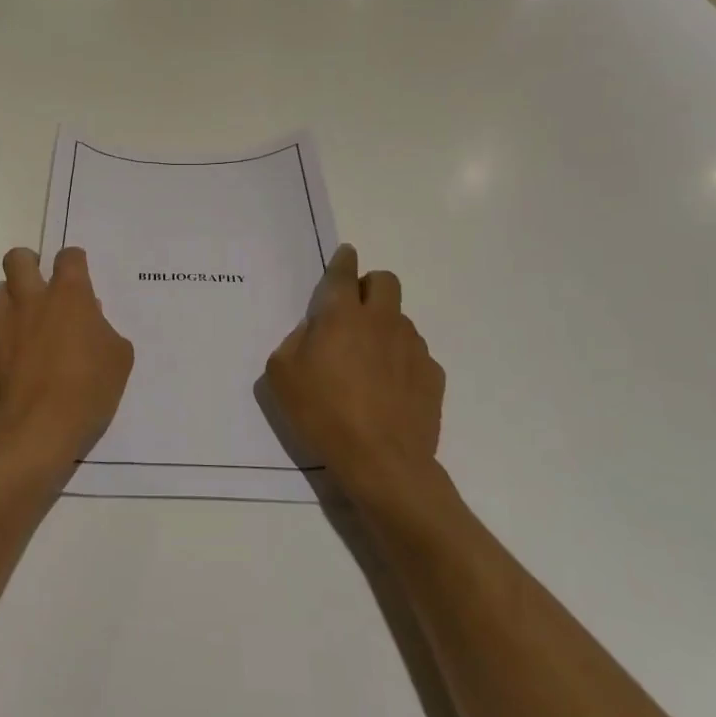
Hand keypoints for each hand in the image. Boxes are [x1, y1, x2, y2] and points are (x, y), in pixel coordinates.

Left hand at [0, 246, 133, 481]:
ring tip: (25, 321)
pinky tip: (13, 360)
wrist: (33, 433)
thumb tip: (90, 320)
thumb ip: (105, 331)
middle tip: (41, 284)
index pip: (69, 256)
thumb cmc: (86, 392)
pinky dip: (0, 337)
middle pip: (18, 258)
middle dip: (29, 262)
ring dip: (10, 298)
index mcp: (68, 295)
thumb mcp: (118, 361)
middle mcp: (30, 300)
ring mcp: (0, 324)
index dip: (74, 261)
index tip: (79, 275)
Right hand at [265, 245, 444, 504]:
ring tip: (370, 361)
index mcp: (342, 315)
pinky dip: (401, 360)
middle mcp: (382, 321)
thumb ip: (295, 342)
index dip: (343, 260)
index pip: (344, 273)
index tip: (346, 255)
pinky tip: (390, 389)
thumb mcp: (282, 376)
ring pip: (401, 318)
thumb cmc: (323, 414)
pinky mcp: (433, 374)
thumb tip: (313, 332)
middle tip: (355, 311)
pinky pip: (416, 353)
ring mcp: (412, 346)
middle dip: (371, 285)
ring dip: (385, 327)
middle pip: (386, 281)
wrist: (382, 461)